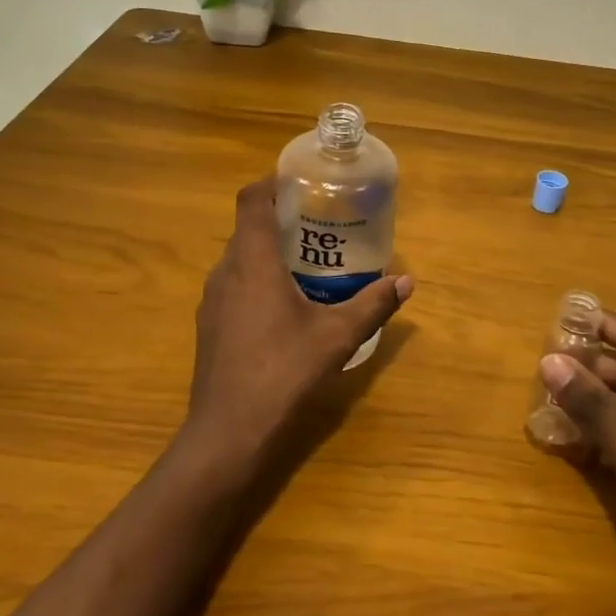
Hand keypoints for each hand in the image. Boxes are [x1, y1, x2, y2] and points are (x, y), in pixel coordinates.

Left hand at [184, 179, 412, 476]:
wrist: (228, 433)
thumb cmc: (283, 373)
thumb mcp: (337, 337)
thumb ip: (373, 304)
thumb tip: (406, 281)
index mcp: (252, 261)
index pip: (251, 200)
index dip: (272, 182)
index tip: (300, 182)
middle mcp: (225, 271)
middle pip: (247, 227)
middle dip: (280, 218)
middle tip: (319, 222)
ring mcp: (212, 300)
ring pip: (239, 258)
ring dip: (268, 251)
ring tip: (307, 260)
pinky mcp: (209, 325)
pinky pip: (234, 284)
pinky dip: (257, 278)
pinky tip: (284, 305)